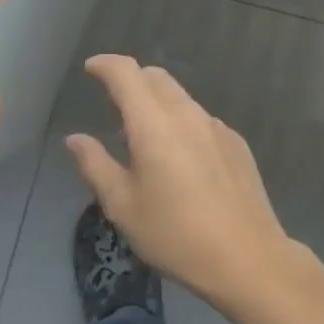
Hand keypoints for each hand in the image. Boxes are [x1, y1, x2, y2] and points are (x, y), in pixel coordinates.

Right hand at [66, 55, 295, 307]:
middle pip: (156, 78)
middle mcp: (187, 114)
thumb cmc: (175, 235)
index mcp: (154, 124)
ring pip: (181, 97)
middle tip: (114, 104)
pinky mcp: (236, 143)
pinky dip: (181, 123)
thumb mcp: (123, 207)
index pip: (127, 73)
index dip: (106, 65)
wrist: (247, 257)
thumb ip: (95, 166)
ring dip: (157, 103)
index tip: (91, 69)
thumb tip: (75, 139)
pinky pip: (201, 119)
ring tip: (144, 139)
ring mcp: (216, 126)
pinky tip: (181, 160)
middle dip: (132, 80)